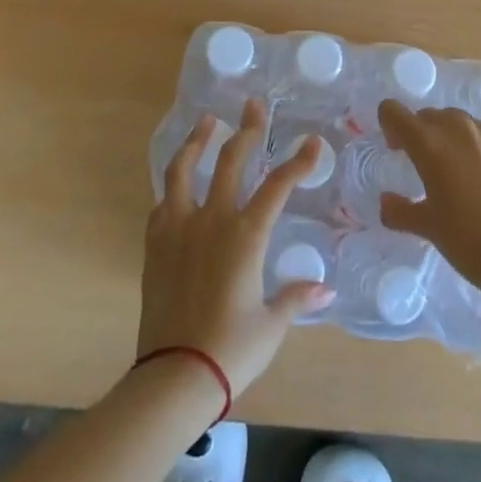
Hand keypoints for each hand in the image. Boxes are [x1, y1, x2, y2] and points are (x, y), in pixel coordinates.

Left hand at [139, 98, 334, 396]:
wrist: (173, 376)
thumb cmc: (231, 351)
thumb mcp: (271, 324)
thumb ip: (296, 298)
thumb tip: (325, 290)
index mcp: (246, 234)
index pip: (279, 185)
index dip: (298, 161)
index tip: (312, 142)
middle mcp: (213, 219)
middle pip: (231, 160)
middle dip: (247, 130)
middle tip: (253, 105)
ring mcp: (179, 228)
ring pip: (184, 170)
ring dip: (197, 142)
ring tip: (205, 121)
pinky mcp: (155, 245)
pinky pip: (163, 203)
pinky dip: (173, 186)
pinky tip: (177, 184)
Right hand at [377, 100, 480, 296]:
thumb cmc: (467, 239)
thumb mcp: (427, 227)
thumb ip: (399, 211)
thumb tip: (386, 202)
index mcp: (430, 143)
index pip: (395, 112)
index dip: (388, 124)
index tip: (393, 148)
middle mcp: (457, 129)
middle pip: (427, 115)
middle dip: (416, 131)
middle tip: (415, 161)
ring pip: (455, 121)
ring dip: (444, 135)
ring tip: (446, 167)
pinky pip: (479, 136)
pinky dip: (469, 147)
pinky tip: (475, 177)